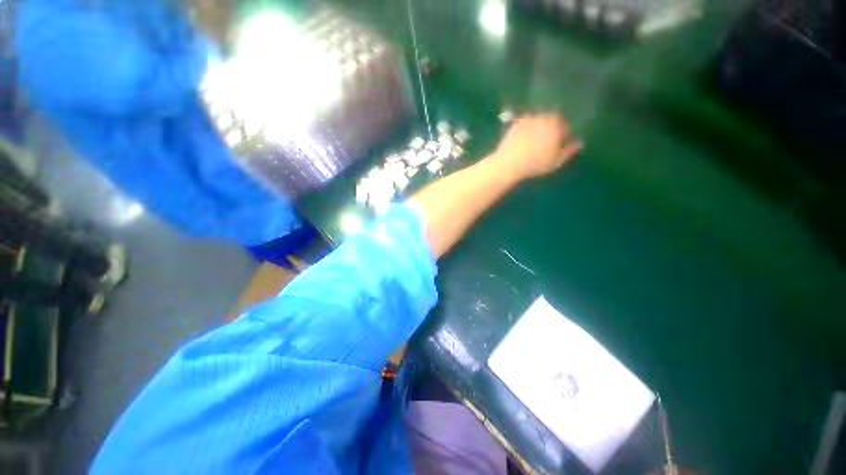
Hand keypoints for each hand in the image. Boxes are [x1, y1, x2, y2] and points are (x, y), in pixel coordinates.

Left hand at [490, 113, 582, 179]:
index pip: (566, 127)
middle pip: (552, 121)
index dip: (563, 137)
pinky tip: (523, 140)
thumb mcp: (556, 161)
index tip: (557, 147)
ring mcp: (529, 118)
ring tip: (532, 144)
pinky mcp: (516, 122)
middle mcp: (544, 117)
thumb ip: (570, 150)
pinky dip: (526, 129)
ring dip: (538, 128)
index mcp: (557, 124)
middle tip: (544, 145)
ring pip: (539, 121)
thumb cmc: (535, 164)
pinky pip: (526, 123)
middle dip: (551, 130)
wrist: (508, 163)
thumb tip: (580, 142)